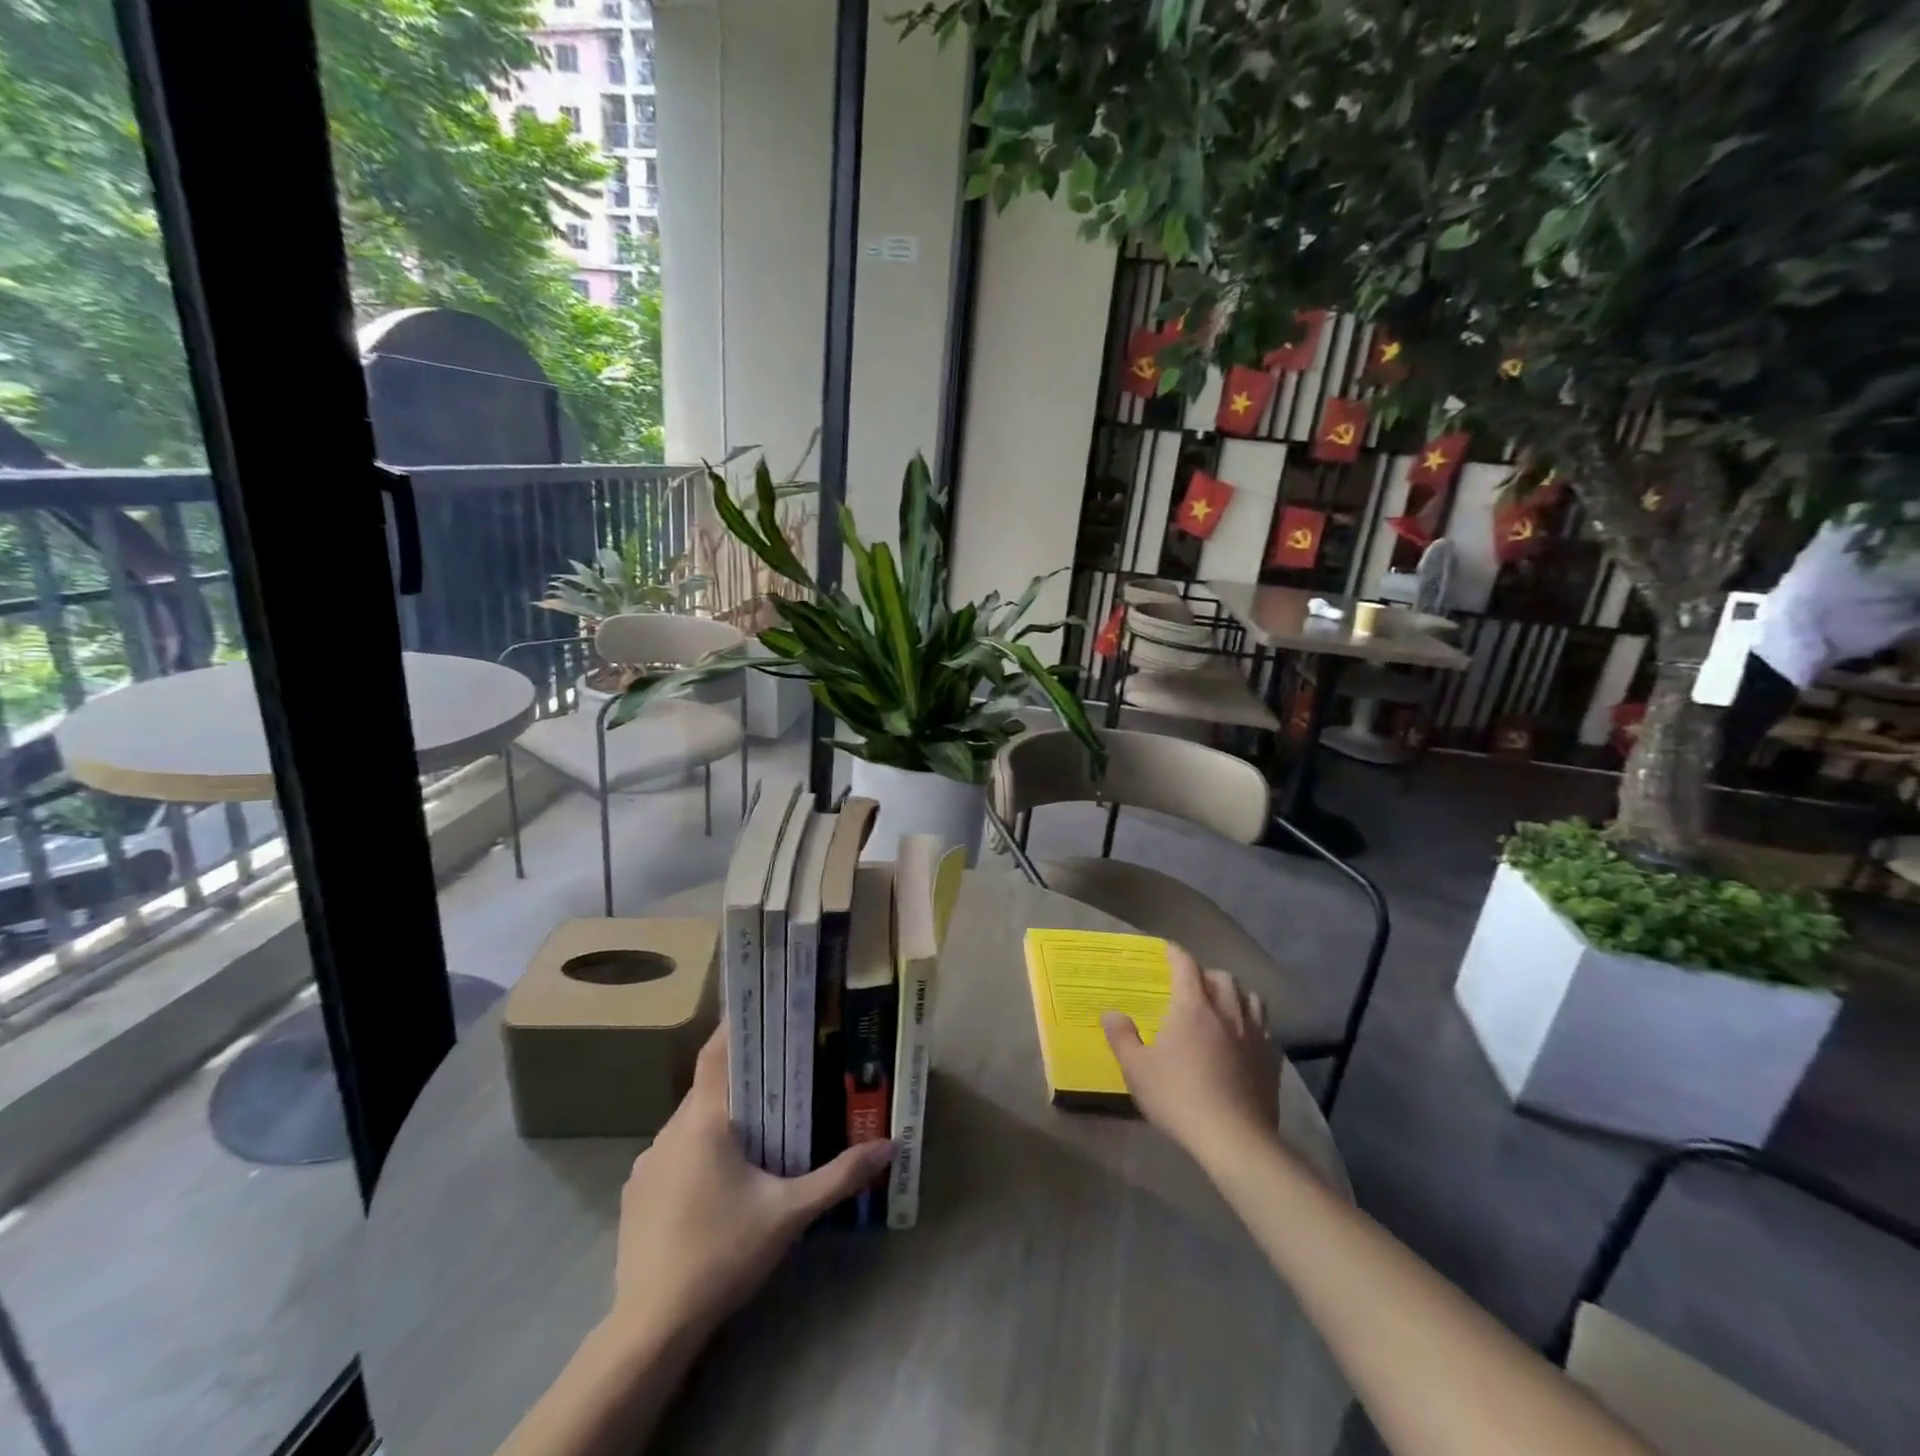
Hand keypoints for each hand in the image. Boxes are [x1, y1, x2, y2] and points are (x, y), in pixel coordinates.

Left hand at [609, 1025, 893, 1342]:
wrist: (651, 1328)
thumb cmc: (723, 1254)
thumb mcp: (790, 1213)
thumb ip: (839, 1176)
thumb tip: (890, 1147)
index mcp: (703, 1122)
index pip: (716, 1054)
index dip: (736, 1027)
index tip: (763, 1010)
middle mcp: (669, 1132)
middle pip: (707, 1088)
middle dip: (742, 1081)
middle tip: (781, 1077)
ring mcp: (647, 1164)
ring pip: (690, 1124)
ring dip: (720, 1121)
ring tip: (757, 1131)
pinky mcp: (636, 1195)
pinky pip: (673, 1154)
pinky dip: (698, 1152)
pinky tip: (719, 1183)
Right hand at [1101, 943, 1279, 1170]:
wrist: (1234, 1138)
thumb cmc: (1178, 1097)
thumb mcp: (1136, 1070)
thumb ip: (1122, 1037)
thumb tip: (1110, 1013)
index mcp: (1192, 1007)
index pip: (1186, 966)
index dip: (1176, 954)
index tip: (1167, 950)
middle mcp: (1226, 1012)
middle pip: (1222, 978)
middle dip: (1206, 974)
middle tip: (1193, 985)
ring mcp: (1254, 1035)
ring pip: (1251, 999)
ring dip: (1235, 996)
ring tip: (1224, 1006)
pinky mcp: (1272, 1060)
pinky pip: (1265, 1030)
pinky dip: (1254, 1025)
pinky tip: (1245, 1040)